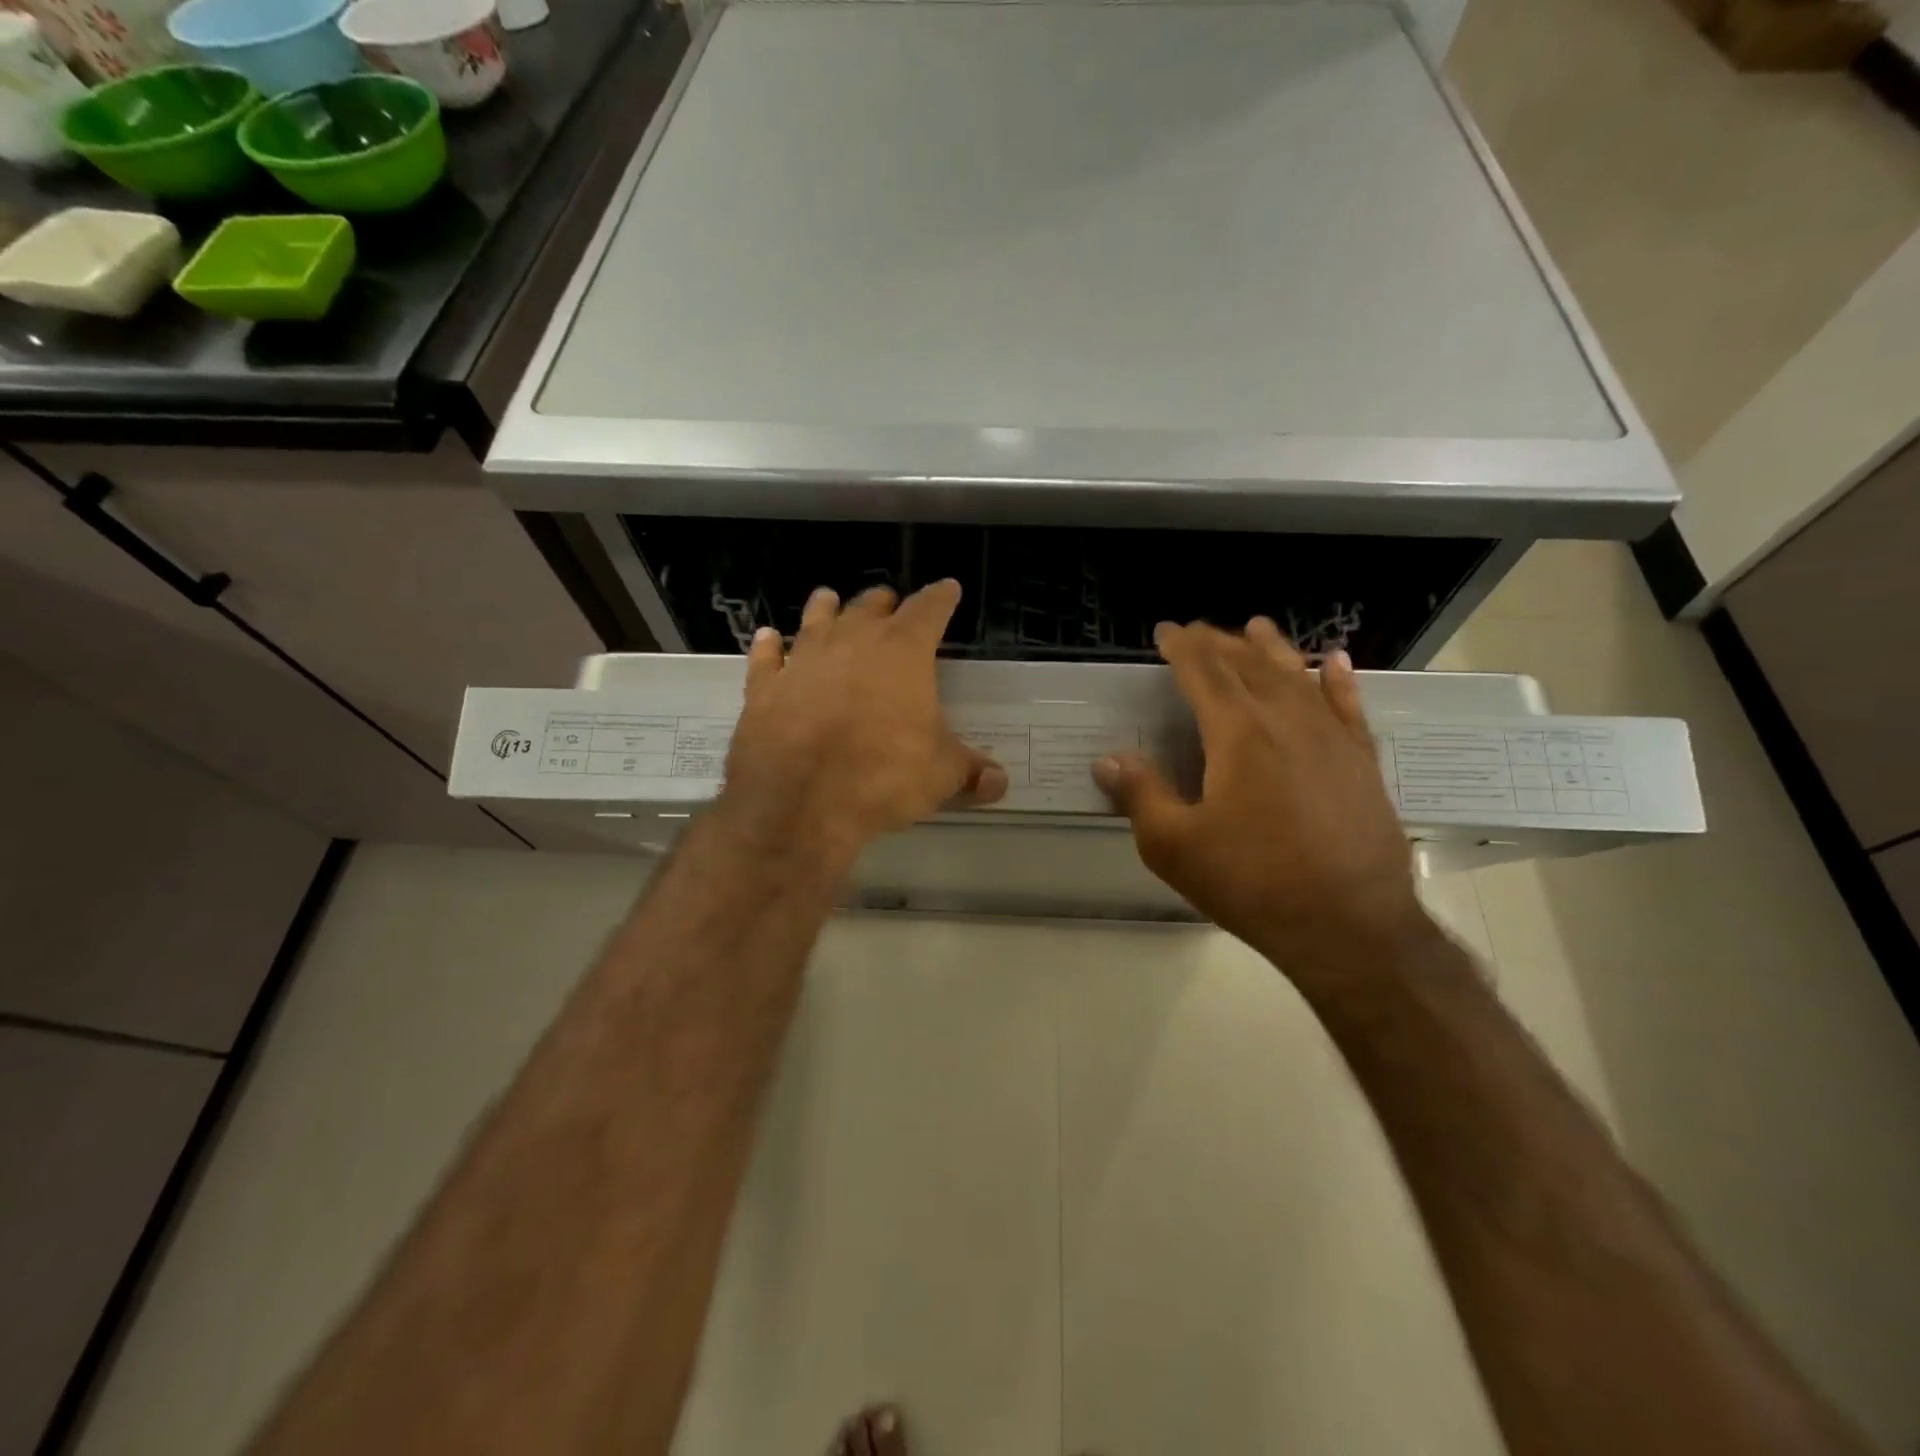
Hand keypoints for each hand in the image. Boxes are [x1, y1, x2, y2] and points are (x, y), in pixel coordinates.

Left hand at [719, 580, 1006, 865]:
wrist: (800, 802)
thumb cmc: (883, 777)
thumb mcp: (940, 777)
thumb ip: (970, 773)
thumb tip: (1000, 784)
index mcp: (903, 652)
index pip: (929, 609)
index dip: (941, 597)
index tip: (948, 588)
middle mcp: (852, 642)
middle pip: (870, 606)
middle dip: (884, 604)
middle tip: (890, 605)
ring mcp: (803, 660)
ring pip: (816, 619)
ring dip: (826, 608)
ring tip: (829, 599)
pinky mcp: (765, 688)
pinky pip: (766, 658)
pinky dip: (769, 646)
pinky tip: (768, 638)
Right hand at [1093, 620, 1427, 977]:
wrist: (1350, 926)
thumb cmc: (1252, 883)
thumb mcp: (1174, 846)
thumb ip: (1140, 795)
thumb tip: (1108, 760)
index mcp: (1237, 735)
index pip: (1204, 672)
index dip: (1182, 647)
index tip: (1166, 630)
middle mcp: (1286, 721)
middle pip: (1250, 665)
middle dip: (1221, 642)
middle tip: (1201, 629)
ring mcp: (1331, 738)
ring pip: (1297, 677)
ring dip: (1273, 649)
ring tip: (1256, 627)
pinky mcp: (1362, 762)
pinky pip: (1349, 706)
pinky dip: (1338, 680)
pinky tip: (1334, 663)